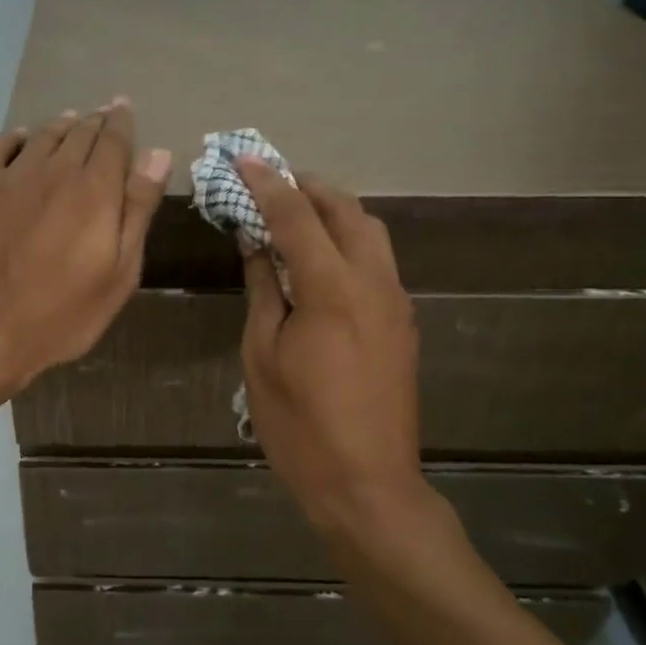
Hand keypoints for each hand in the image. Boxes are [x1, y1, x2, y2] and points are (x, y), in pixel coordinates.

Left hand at [0, 100, 170, 391]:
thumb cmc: (64, 314)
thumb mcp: (119, 272)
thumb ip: (138, 209)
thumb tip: (158, 154)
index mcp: (94, 190)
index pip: (113, 140)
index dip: (122, 121)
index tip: (125, 108)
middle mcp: (53, 171)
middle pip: (79, 132)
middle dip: (95, 121)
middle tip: (104, 114)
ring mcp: (9, 178)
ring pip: (42, 135)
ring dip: (61, 125)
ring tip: (72, 122)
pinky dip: (15, 138)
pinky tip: (22, 141)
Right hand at [235, 157, 438, 536]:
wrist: (368, 485)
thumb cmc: (300, 426)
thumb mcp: (263, 355)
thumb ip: (264, 290)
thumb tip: (256, 242)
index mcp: (332, 289)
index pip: (297, 216)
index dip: (267, 184)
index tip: (242, 159)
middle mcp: (374, 283)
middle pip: (346, 211)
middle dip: (308, 186)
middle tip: (270, 180)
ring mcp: (396, 302)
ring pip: (371, 231)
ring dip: (334, 211)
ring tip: (296, 212)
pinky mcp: (403, 323)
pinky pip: (378, 260)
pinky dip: (349, 240)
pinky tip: (321, 257)